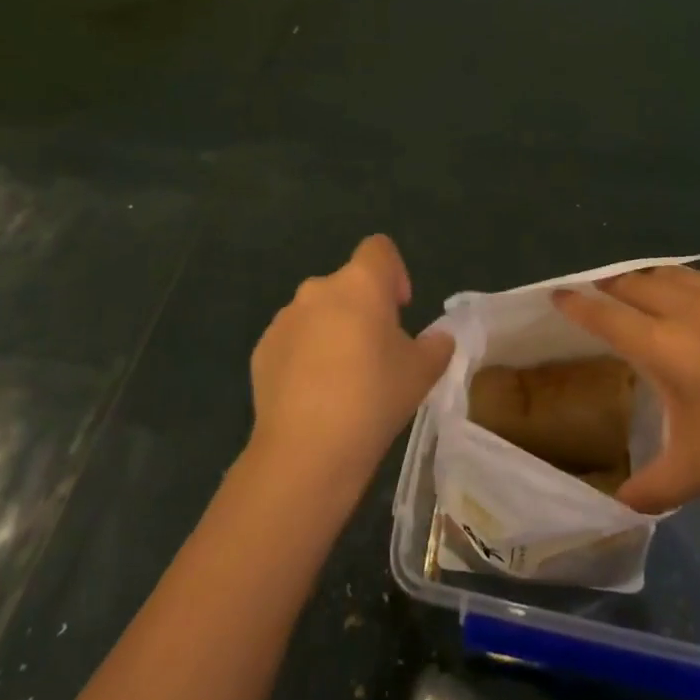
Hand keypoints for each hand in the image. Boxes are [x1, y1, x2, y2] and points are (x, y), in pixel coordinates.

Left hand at [248, 235, 453, 489]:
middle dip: (364, 308)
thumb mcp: (423, 372)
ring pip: (318, 312)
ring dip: (334, 330)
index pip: (379, 249)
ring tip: (345, 378)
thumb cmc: (373, 398)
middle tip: (378, 352)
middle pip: (347, 284)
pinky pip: (293, 340)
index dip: (394, 272)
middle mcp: (318, 289)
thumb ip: (437, 346)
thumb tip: (437, 339)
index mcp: (360, 284)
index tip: (400, 309)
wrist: (306, 451)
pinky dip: (306, 355)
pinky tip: (315, 395)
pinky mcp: (262, 350)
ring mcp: (285, 319)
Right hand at [553, 268, 699, 512]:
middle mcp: (691, 309)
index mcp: (664, 346)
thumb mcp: (698, 472)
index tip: (558, 294)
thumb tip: (618, 508)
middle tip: (604, 294)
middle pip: (638, 283)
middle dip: (613, 285)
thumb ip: (651, 488)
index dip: (577, 305)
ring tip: (651, 291)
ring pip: (679, 274)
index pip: (606, 316)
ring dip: (656, 280)